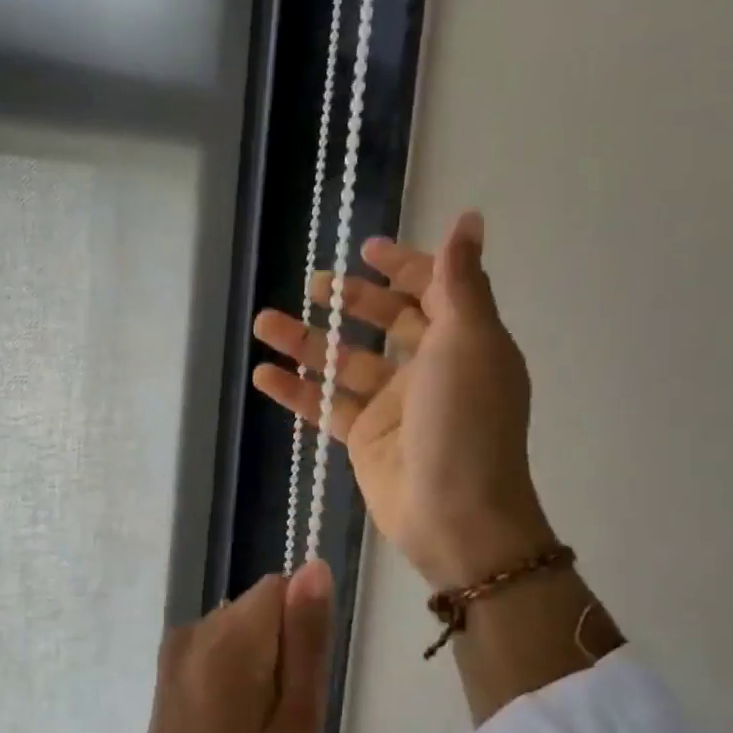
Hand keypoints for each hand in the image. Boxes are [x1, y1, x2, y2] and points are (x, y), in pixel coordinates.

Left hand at [97, 562, 332, 732]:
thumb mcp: (297, 718)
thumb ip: (306, 639)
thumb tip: (315, 567)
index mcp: (229, 637)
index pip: (280, 588)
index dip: (301, 628)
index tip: (299, 680)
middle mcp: (197, 625)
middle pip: (259, 606)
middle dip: (281, 645)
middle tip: (281, 711)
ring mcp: (177, 643)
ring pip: (240, 623)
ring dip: (258, 657)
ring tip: (255, 720)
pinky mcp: (167, 661)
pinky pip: (217, 642)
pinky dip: (234, 666)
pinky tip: (230, 716)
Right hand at [251, 211, 555, 591]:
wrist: (455, 514)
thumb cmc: (465, 420)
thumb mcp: (468, 340)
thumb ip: (460, 280)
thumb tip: (469, 218)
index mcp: (464, 340)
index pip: (433, 290)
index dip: (403, 266)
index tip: (365, 250)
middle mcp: (430, 368)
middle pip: (386, 322)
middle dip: (349, 300)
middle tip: (312, 285)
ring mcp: (394, 405)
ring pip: (345, 362)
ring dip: (306, 342)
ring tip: (263, 324)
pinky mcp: (364, 437)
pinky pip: (326, 405)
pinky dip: (296, 391)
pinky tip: (263, 376)